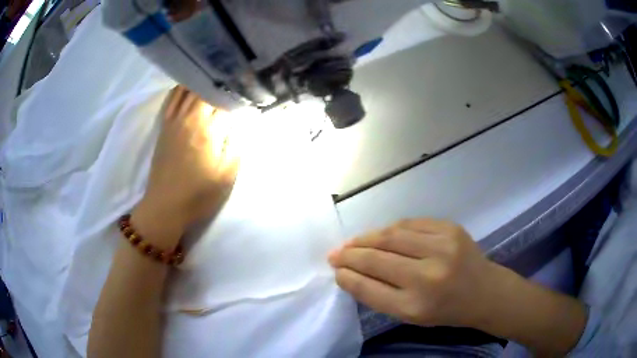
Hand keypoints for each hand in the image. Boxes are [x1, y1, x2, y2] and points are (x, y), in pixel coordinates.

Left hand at [133, 86, 238, 245]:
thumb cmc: (198, 195)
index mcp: (207, 130)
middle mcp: (189, 118)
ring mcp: (173, 120)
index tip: (250, 90)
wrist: (165, 207)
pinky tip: (191, 87)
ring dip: (203, 82)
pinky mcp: (164, 126)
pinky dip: (182, 88)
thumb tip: (243, 118)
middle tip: (236, 82)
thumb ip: (237, 143)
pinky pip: (172, 98)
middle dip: (223, 83)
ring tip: (217, 79)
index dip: (239, 93)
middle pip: (206, 88)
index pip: (225, 100)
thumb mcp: (226, 175)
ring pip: (189, 89)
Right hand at [329, 219, 501, 328]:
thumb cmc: (445, 310)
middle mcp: (428, 276)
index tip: (335, 270)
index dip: (347, 276)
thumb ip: (379, 295)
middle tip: (335, 253)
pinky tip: (381, 234)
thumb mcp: (411, 315)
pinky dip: (391, 228)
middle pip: (377, 258)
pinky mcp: (450, 228)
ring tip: (352, 242)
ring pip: (391, 235)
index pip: (369, 288)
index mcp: (416, 306)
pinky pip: (410, 223)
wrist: (484, 291)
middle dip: (350, 253)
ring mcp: (442, 247)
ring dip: (366, 237)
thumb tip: (350, 272)